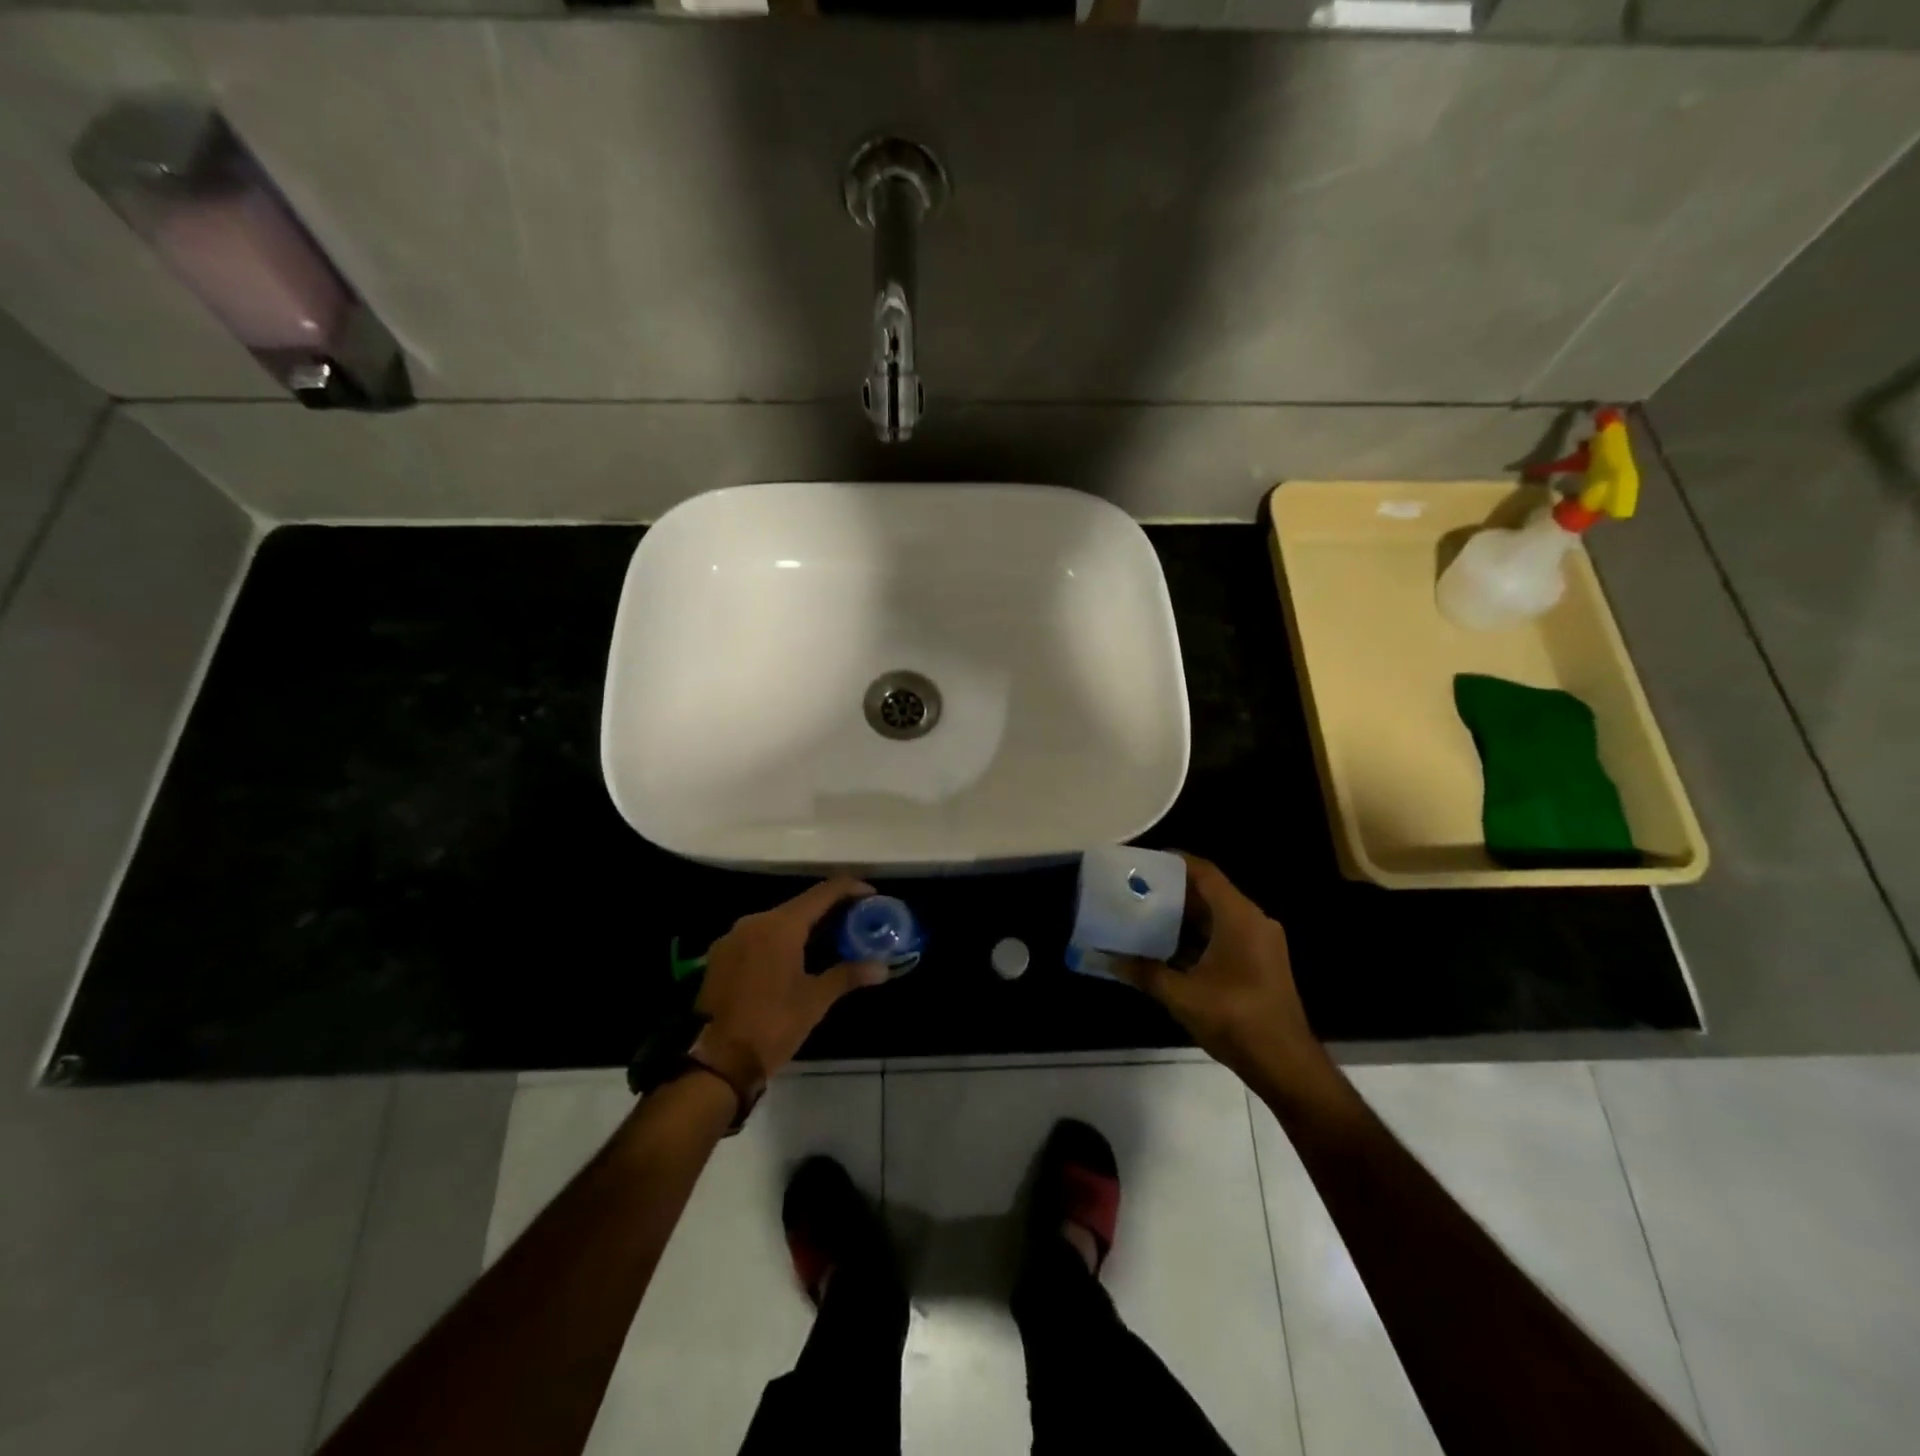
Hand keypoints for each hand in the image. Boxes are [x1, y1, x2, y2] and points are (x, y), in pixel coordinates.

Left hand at [695, 878, 888, 1084]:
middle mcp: (755, 921)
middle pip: (800, 905)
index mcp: (781, 925)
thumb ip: (848, 975)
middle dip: (829, 910)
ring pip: (777, 921)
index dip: (850, 889)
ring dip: (804, 926)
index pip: (823, 892)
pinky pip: (758, 936)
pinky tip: (795, 958)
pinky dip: (781, 940)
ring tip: (830, 941)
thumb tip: (882, 967)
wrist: (715, 1061)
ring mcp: (733, 937)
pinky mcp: (720, 956)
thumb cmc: (772, 1025)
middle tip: (856, 923)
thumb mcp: (815, 1000)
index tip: (872, 895)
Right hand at [1116, 854, 1326, 1090]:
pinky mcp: (1261, 962)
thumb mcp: (1181, 994)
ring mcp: (1261, 942)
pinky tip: (1168, 948)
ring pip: (1216, 916)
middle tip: (1135, 890)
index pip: (1204, 873)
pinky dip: (1198, 936)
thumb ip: (1143, 972)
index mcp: (1239, 917)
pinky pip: (1225, 935)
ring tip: (1145, 916)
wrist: (1285, 1065)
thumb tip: (1106, 958)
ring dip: (1184, 916)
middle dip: (1172, 891)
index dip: (1174, 862)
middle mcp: (1253, 921)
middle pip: (1209, 892)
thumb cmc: (1235, 1019)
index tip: (1142, 862)